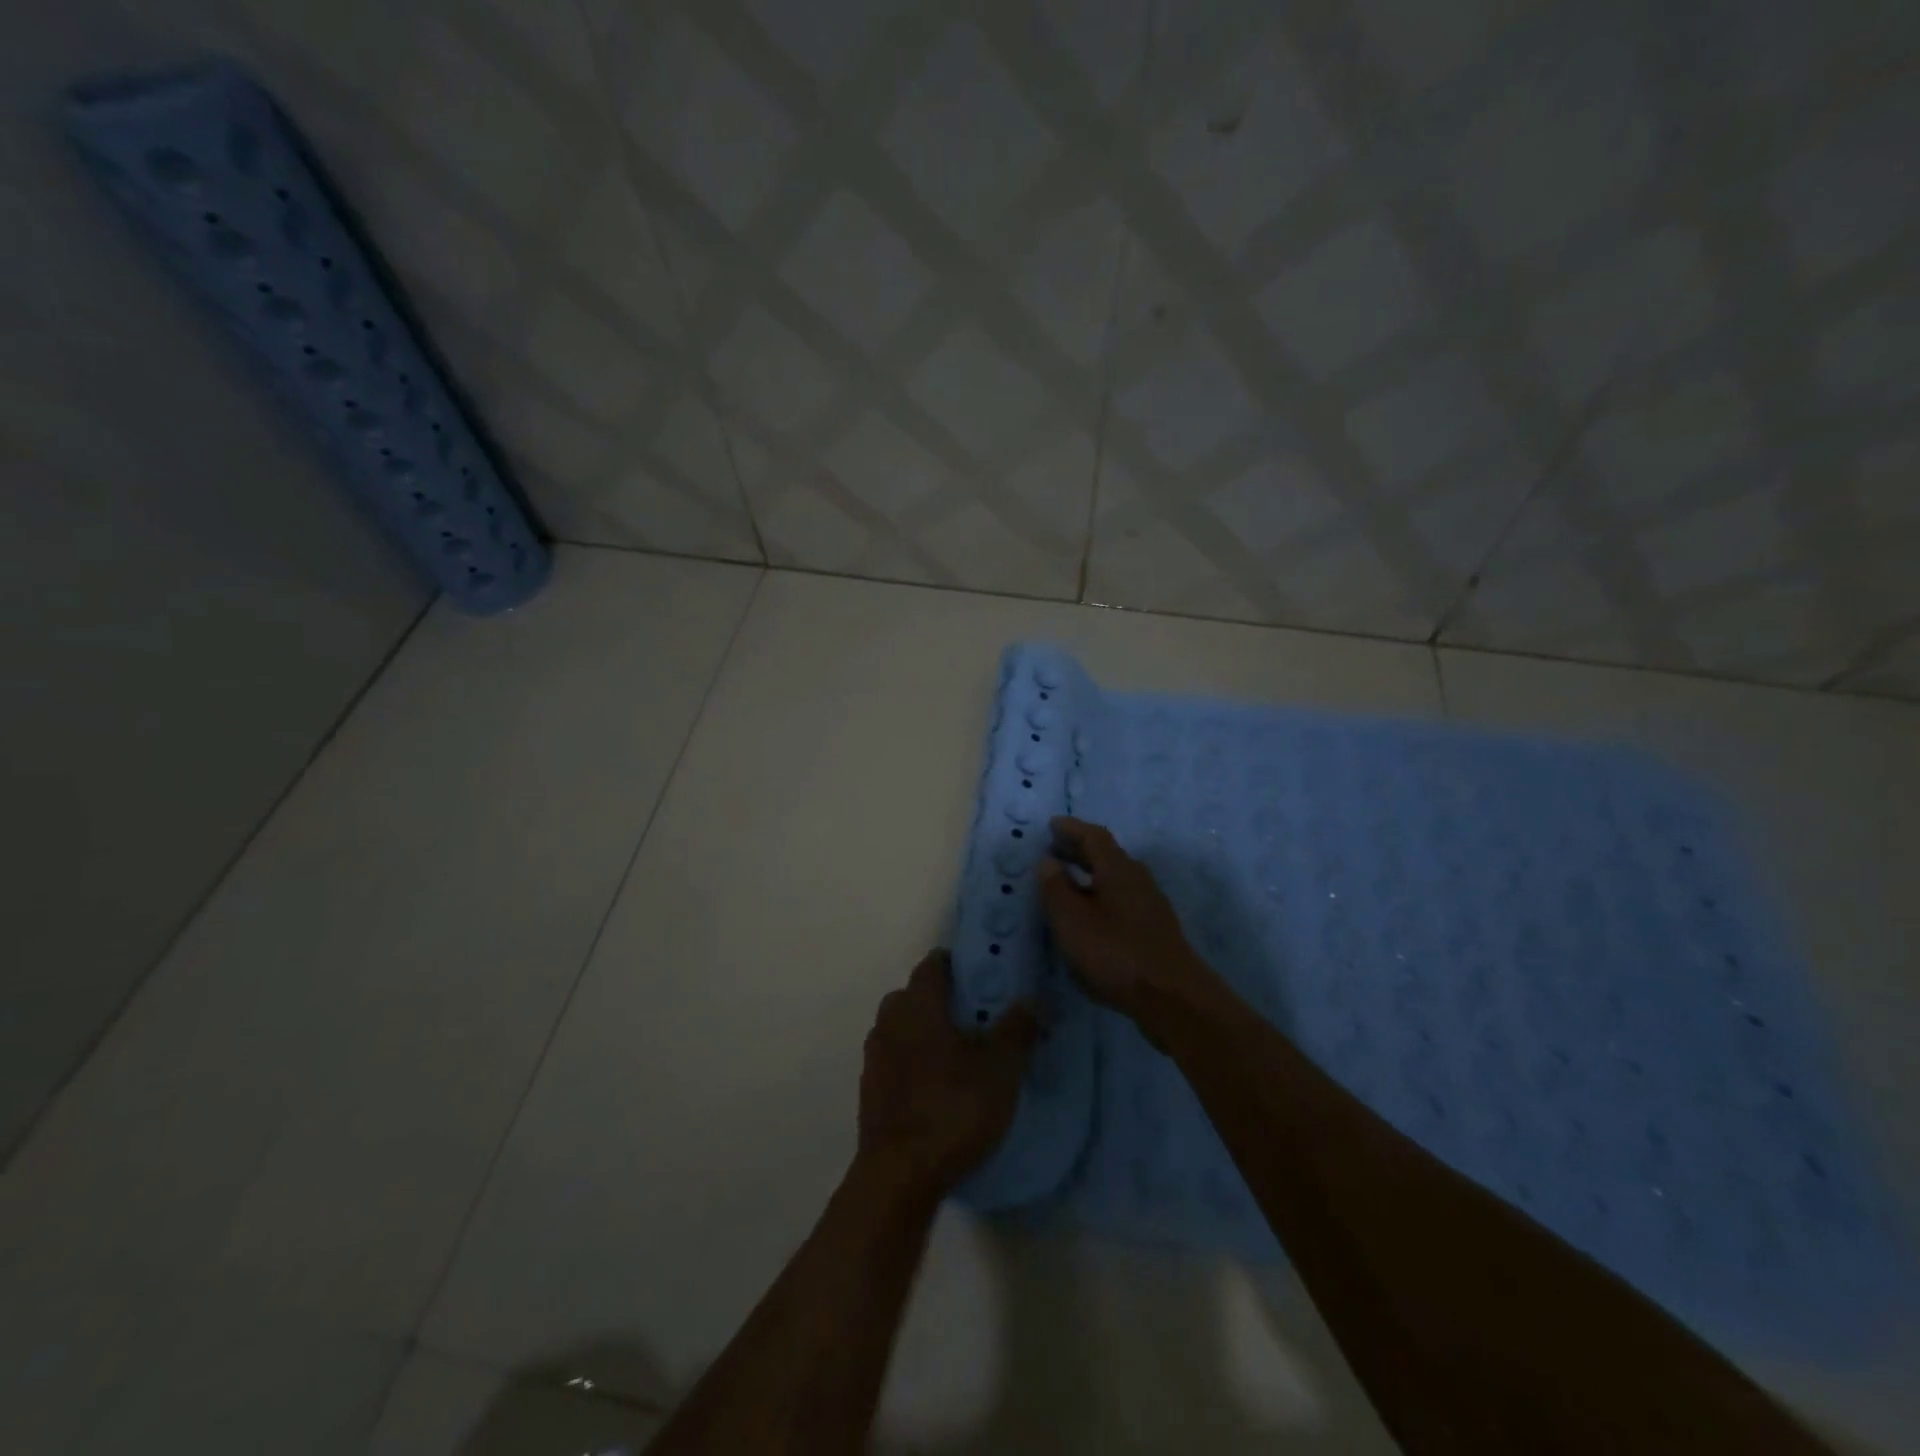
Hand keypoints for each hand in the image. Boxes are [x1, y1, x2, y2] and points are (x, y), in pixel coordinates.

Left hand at [857, 951, 1037, 1198]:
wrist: (899, 1174)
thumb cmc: (953, 1108)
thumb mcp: (1001, 1069)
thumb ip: (1017, 1030)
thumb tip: (1033, 1000)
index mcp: (918, 1004)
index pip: (933, 965)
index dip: (956, 964)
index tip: (980, 974)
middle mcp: (890, 1021)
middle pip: (913, 995)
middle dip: (940, 999)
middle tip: (975, 1016)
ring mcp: (874, 1057)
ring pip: (901, 1028)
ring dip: (924, 1033)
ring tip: (957, 1054)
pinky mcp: (869, 1090)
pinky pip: (894, 1060)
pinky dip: (912, 1063)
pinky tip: (936, 1087)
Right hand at [1038, 817, 1214, 1030]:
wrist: (1172, 998)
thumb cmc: (1115, 952)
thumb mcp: (1072, 920)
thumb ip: (1055, 888)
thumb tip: (1048, 861)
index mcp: (1117, 868)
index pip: (1093, 836)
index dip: (1071, 828)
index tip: (1052, 825)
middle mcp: (1137, 879)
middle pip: (1106, 855)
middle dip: (1079, 850)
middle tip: (1054, 849)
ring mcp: (1150, 905)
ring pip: (1115, 878)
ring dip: (1090, 874)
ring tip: (1066, 882)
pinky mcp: (1154, 929)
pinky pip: (1121, 899)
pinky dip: (1100, 895)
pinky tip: (1089, 915)